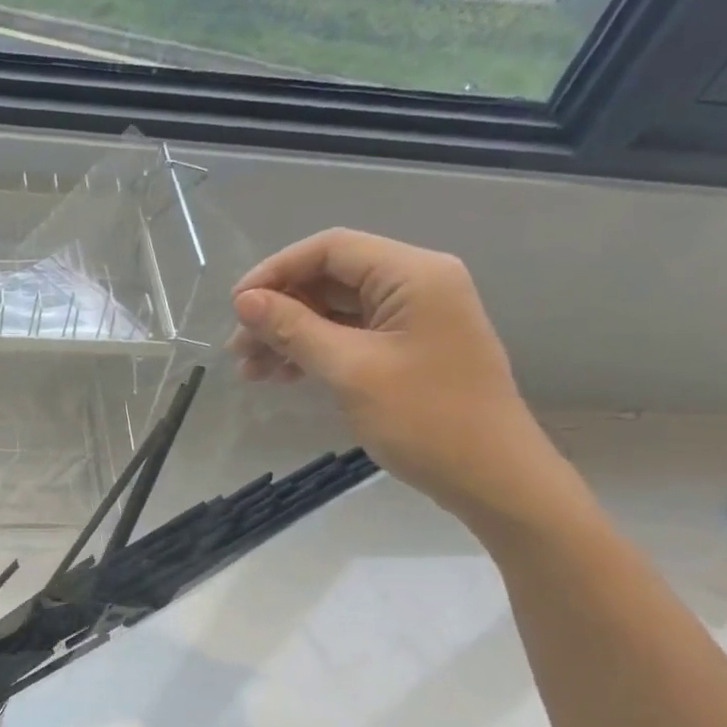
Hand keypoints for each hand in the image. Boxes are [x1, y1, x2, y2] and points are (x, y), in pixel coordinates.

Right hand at [227, 228, 567, 524]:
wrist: (490, 477)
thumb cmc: (424, 419)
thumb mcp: (350, 371)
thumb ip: (295, 329)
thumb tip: (244, 302)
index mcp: (413, 274)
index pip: (331, 249)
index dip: (276, 271)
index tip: (235, 307)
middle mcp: (415, 284)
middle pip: (330, 279)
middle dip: (279, 310)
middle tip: (238, 349)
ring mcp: (412, 318)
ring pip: (335, 311)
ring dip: (290, 336)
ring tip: (250, 371)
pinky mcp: (406, 349)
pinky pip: (350, 336)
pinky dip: (313, 352)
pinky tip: (282, 376)